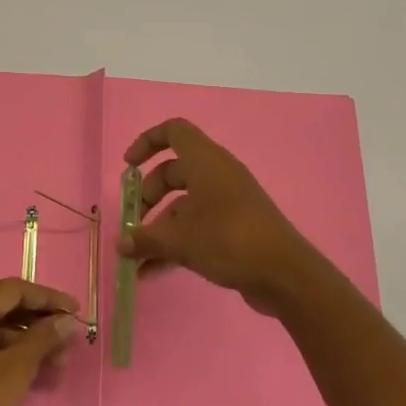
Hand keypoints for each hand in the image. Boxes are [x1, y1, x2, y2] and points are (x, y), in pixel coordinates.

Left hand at [0, 278, 82, 405]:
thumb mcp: (15, 370)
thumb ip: (44, 338)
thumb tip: (68, 321)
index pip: (13, 291)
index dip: (49, 299)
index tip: (76, 311)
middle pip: (3, 308)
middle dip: (39, 326)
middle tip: (69, 345)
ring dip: (26, 344)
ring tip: (57, 368)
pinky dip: (6, 355)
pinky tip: (33, 374)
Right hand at [120, 118, 324, 314]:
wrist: (284, 274)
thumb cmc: (229, 240)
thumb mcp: (181, 239)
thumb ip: (146, 239)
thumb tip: (121, 244)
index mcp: (205, 161)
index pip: (173, 131)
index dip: (147, 142)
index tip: (128, 167)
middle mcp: (216, 174)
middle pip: (172, 172)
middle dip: (147, 197)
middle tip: (132, 225)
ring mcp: (227, 201)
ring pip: (183, 205)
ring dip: (158, 228)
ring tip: (135, 258)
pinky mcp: (234, 227)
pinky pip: (196, 227)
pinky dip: (175, 244)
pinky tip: (151, 273)